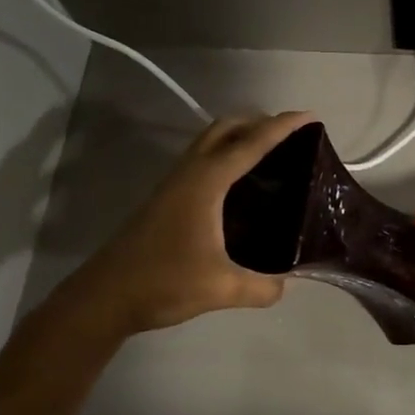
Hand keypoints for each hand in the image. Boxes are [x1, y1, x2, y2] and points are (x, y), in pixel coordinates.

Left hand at [42, 111, 315, 343]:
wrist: (105, 297)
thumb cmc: (163, 283)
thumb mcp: (221, 289)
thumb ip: (261, 287)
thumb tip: (286, 285)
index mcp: (206, 182)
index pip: (251, 144)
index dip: (283, 127)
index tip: (310, 117)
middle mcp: (190, 173)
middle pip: (226, 128)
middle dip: (259, 122)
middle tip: (291, 136)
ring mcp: (174, 183)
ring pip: (210, 142)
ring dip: (240, 136)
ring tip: (271, 153)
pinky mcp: (166, 197)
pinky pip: (203, 159)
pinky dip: (226, 155)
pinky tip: (240, 184)